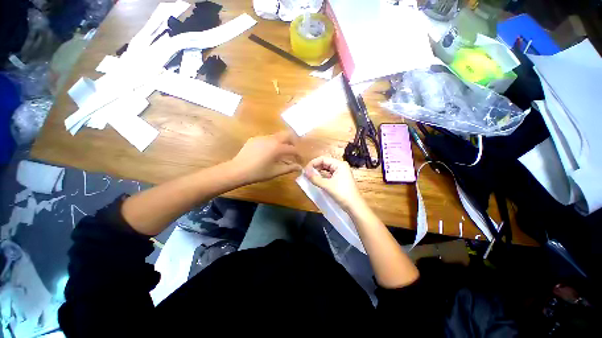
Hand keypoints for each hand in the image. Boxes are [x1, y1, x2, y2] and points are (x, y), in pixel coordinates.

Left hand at [230, 131, 301, 183]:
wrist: (237, 170)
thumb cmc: (258, 172)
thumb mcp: (275, 171)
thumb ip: (289, 168)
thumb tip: (299, 167)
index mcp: (278, 147)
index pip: (293, 149)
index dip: (298, 155)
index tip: (300, 161)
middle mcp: (271, 139)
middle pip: (287, 135)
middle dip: (293, 142)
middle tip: (294, 151)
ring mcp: (262, 137)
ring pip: (277, 136)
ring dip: (283, 142)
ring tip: (282, 153)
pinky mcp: (255, 138)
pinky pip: (268, 138)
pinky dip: (273, 143)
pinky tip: (269, 152)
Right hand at [304, 156, 364, 210]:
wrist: (354, 206)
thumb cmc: (342, 193)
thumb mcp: (327, 185)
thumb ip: (315, 178)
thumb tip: (304, 172)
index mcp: (339, 164)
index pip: (323, 159)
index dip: (313, 163)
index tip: (305, 170)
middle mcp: (340, 166)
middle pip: (325, 163)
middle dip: (315, 167)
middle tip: (306, 174)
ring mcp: (340, 173)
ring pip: (326, 169)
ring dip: (318, 172)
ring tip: (310, 177)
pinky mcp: (340, 179)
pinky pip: (329, 175)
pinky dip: (322, 177)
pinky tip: (316, 180)